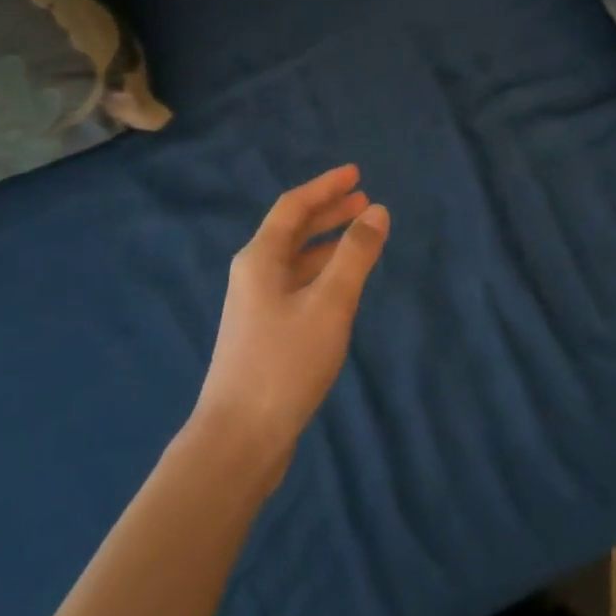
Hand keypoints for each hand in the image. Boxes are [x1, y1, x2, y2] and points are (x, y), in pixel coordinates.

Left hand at [195, 165, 388, 479]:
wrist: (238, 440)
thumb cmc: (285, 363)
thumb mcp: (329, 303)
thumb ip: (355, 255)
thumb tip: (377, 211)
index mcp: (260, 258)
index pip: (294, 207)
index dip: (325, 187)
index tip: (356, 174)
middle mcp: (253, 274)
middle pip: (292, 230)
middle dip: (328, 212)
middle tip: (365, 201)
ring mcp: (255, 305)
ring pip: (295, 259)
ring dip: (327, 243)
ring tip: (360, 237)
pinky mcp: (263, 333)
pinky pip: (296, 285)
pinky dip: (321, 273)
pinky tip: (341, 285)